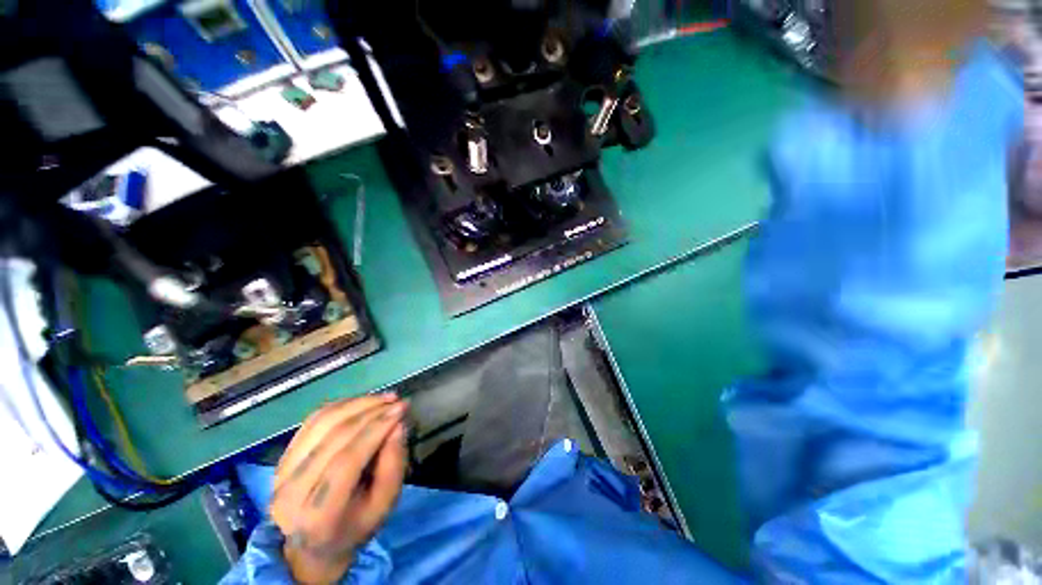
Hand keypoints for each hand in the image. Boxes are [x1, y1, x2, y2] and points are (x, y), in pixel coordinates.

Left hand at [270, 394, 407, 583]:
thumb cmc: (355, 524)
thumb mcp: (384, 504)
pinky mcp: (281, 457)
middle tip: (397, 400)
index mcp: (317, 517)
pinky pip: (312, 421)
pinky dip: (341, 406)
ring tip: (384, 398)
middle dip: (371, 411)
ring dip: (357, 403)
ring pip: (321, 423)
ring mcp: (280, 473)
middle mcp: (290, 494)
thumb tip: (398, 425)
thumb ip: (394, 465)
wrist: (312, 543)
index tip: (402, 408)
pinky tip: (363, 402)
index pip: (347, 462)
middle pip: (333, 437)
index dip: (376, 429)